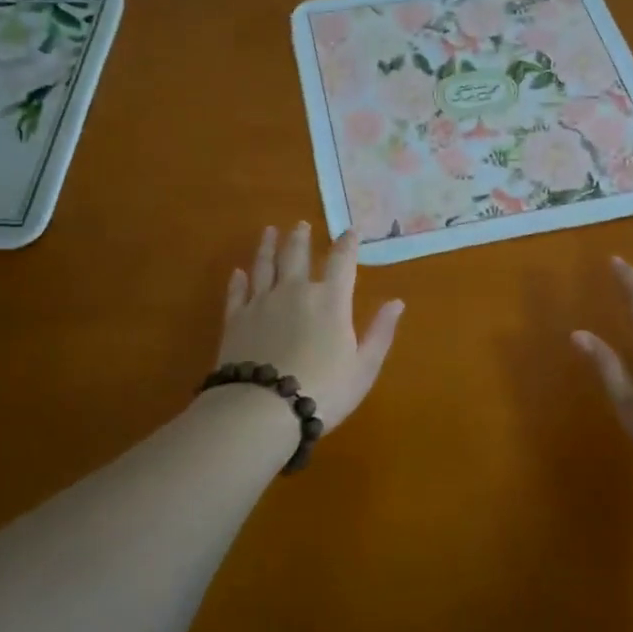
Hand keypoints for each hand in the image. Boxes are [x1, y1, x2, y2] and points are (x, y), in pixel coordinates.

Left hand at [217, 224, 404, 428]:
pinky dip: (238, 280)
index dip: (347, 244)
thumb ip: (380, 332)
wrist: (263, 408)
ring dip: (268, 246)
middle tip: (300, 224)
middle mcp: (295, 291)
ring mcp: (261, 302)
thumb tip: (397, 302)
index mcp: (330, 300)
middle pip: (297, 255)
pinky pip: (237, 292)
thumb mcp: (364, 366)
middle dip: (301, 237)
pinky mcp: (235, 319)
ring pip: (264, 265)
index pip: (342, 262)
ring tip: (270, 231)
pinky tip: (238, 272)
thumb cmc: (324, 390)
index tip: (350, 230)